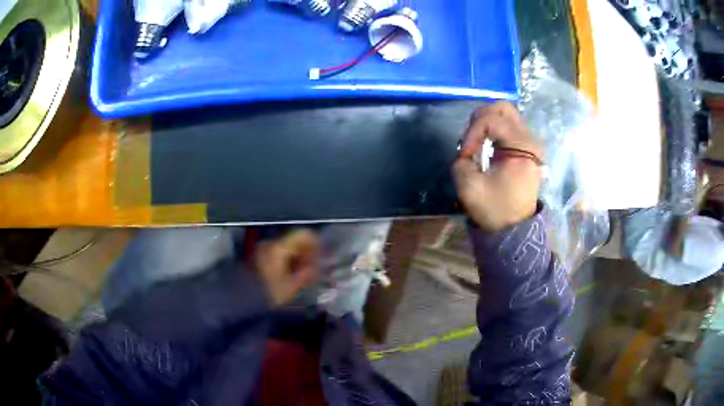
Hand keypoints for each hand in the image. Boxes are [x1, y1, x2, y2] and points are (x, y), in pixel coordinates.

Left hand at [253, 229, 320, 305]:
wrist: (242, 298)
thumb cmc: (268, 293)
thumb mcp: (291, 286)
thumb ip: (306, 273)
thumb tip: (315, 267)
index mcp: (279, 247)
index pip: (304, 235)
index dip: (316, 245)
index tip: (320, 260)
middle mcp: (271, 243)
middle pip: (296, 241)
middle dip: (307, 254)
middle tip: (313, 272)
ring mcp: (263, 248)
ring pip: (288, 247)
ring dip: (297, 258)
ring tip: (302, 276)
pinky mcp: (259, 255)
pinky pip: (279, 253)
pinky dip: (288, 261)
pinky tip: (290, 276)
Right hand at [453, 102, 542, 231]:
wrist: (515, 228)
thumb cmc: (495, 209)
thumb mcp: (469, 187)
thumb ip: (460, 161)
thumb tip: (467, 152)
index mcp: (522, 148)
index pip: (491, 120)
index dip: (472, 132)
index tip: (465, 154)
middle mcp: (531, 139)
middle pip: (503, 108)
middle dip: (480, 119)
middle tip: (471, 138)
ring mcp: (531, 143)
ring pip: (506, 114)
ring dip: (487, 123)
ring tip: (477, 142)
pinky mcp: (527, 148)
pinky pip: (509, 126)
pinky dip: (494, 130)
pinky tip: (487, 146)